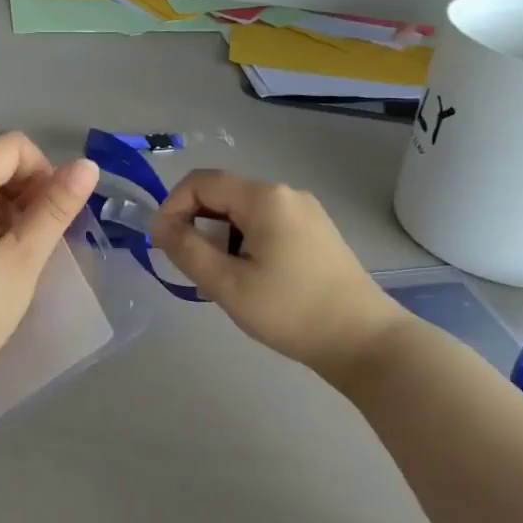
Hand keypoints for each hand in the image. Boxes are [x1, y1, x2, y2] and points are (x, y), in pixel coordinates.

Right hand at [154, 171, 406, 386]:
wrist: (363, 340)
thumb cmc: (290, 311)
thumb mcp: (227, 284)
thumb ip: (185, 249)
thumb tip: (159, 226)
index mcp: (264, 197)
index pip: (200, 182)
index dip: (172, 207)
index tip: (164, 246)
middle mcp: (286, 194)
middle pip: (222, 195)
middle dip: (197, 225)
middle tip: (194, 270)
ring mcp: (305, 212)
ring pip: (242, 213)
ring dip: (220, 238)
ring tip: (223, 281)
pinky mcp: (315, 232)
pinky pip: (265, 225)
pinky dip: (244, 244)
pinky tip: (250, 280)